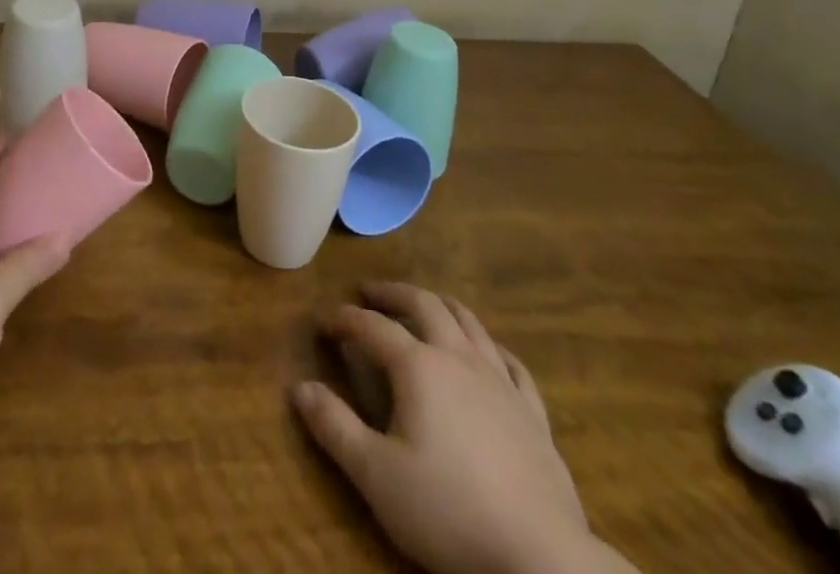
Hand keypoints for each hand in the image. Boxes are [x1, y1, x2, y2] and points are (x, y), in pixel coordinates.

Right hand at [294, 283, 629, 573]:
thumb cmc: (448, 511)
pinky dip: (491, 347)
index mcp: (418, 366)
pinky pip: (512, 364)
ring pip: (468, 322)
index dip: (345, 319)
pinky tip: (488, 353)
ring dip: (440, 305)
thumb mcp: (376, 476)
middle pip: (424, 304)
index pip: (372, 327)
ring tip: (424, 305)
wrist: (539, 556)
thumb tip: (299, 388)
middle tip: (370, 292)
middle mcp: (458, 357)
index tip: (323, 321)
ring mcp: (500, 381)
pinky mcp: (533, 412)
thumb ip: (334, 427)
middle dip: (393, 294)